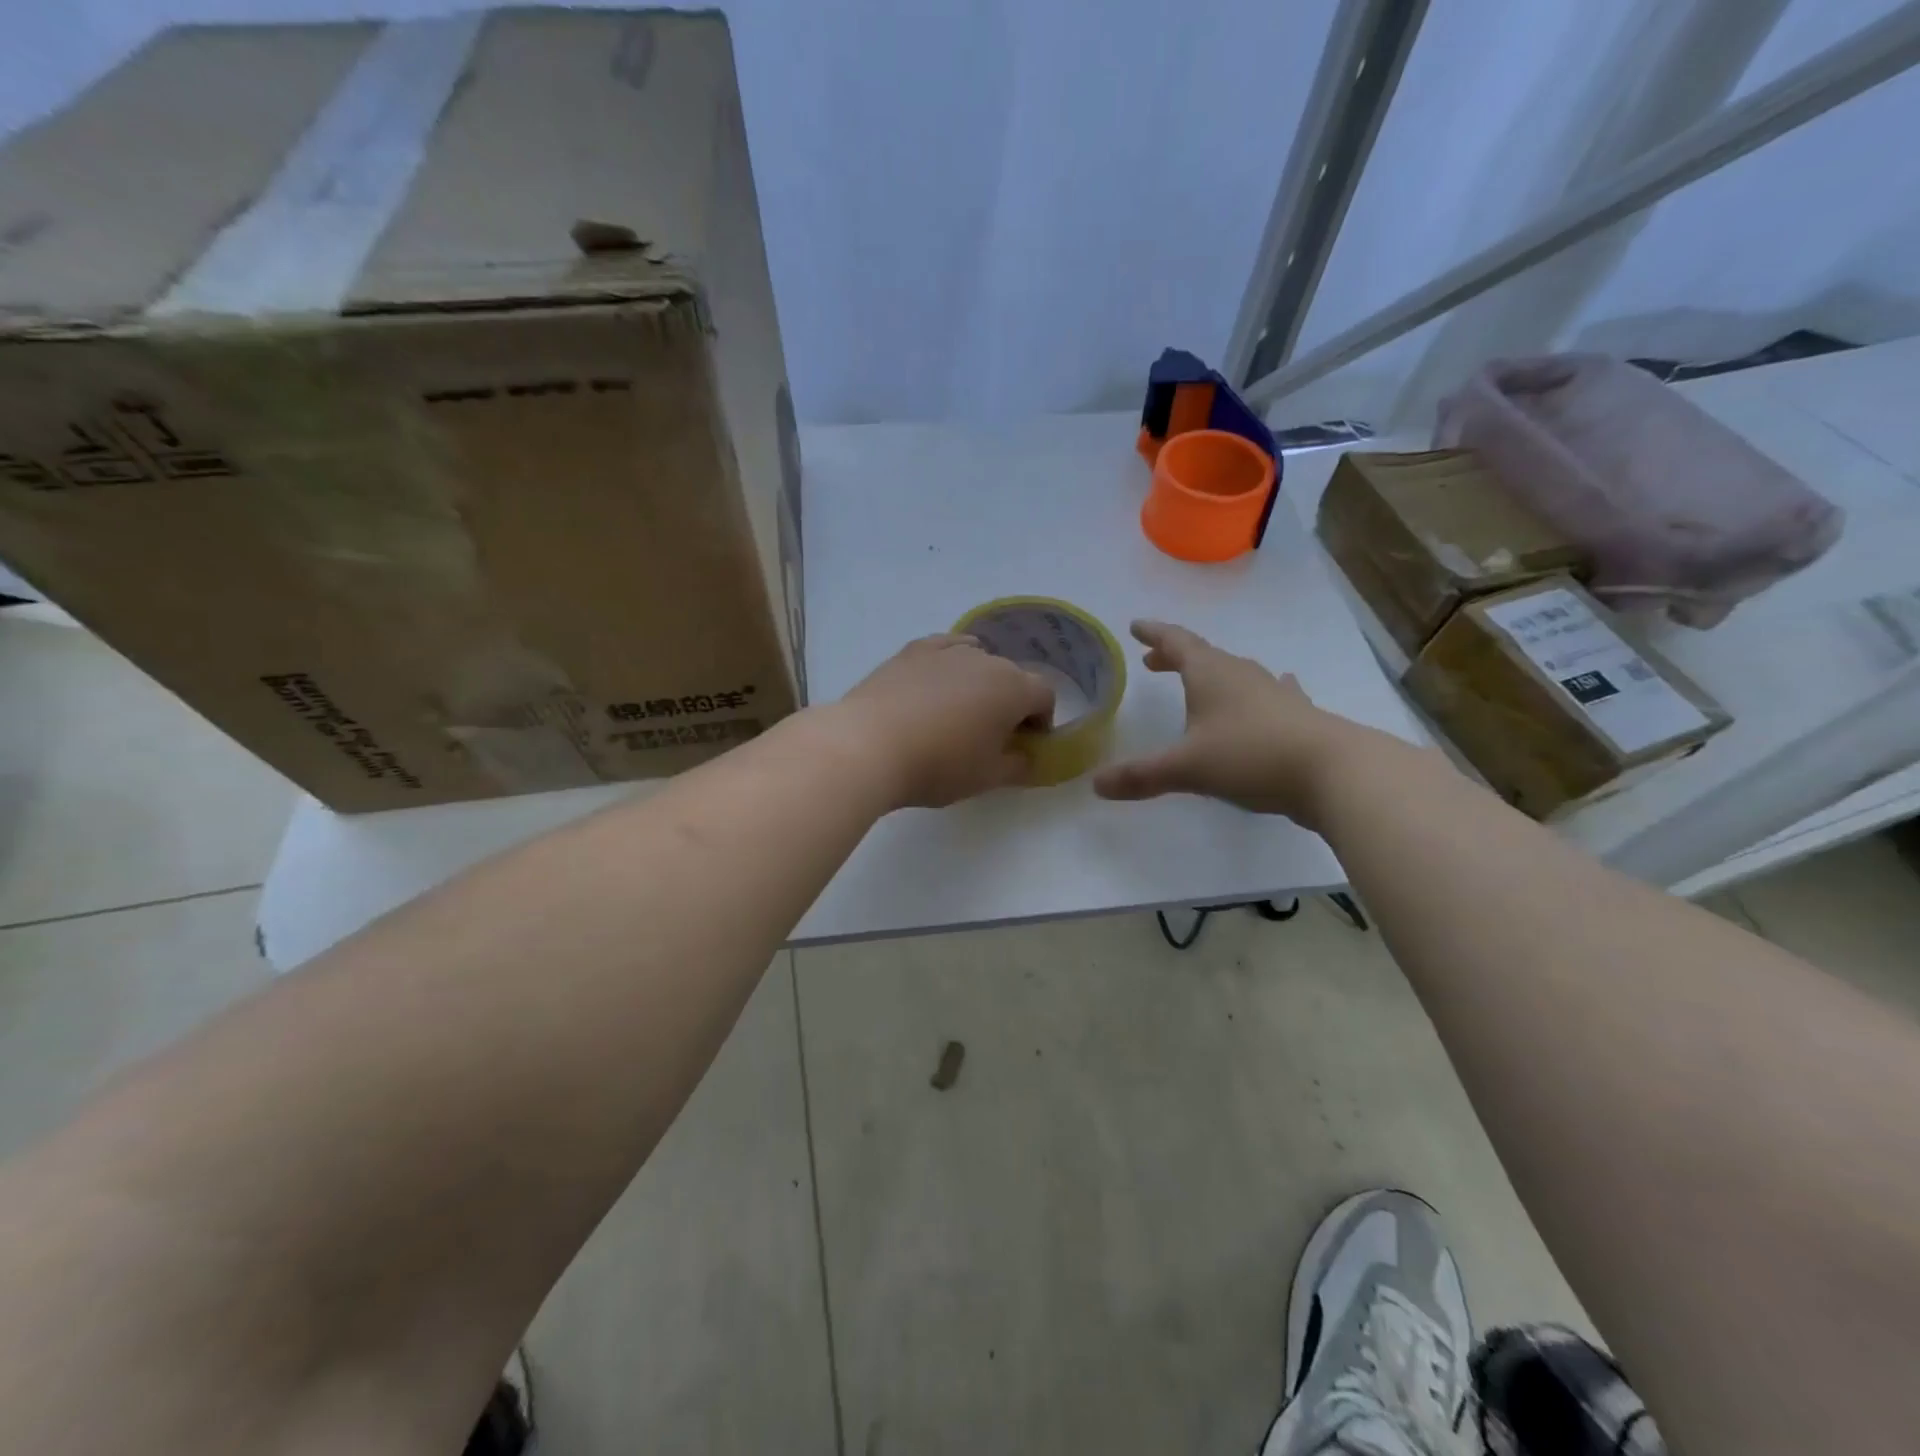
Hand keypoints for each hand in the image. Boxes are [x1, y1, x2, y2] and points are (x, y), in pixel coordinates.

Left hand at [838, 634, 1054, 808]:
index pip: (1045, 696)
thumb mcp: (986, 777)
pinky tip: (938, 680)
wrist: (868, 745)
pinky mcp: (912, 651)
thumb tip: (1027, 758)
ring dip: (979, 683)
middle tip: (992, 735)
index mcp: (1013, 688)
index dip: (1041, 721)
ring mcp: (946, 650)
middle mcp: (986, 659)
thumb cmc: (938, 765)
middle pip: (1012, 676)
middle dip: (1011, 702)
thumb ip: (1018, 766)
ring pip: (978, 660)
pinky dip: (950, 663)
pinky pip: (945, 649)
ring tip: (959, 712)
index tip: (1025, 745)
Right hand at [1092, 620, 1346, 826]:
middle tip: (1153, 661)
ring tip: (1200, 681)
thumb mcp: (1186, 768)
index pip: (1176, 642)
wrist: (1332, 770)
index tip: (1136, 625)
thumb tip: (1095, 785)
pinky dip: (1260, 690)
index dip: (1154, 633)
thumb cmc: (1249, 756)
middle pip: (1203, 656)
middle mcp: (1241, 674)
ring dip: (1212, 674)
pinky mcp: (1296, 714)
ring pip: (1236, 673)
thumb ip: (1140, 775)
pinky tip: (1277, 686)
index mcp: (1210, 674)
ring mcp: (1273, 692)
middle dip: (1175, 657)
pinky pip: (1271, 692)